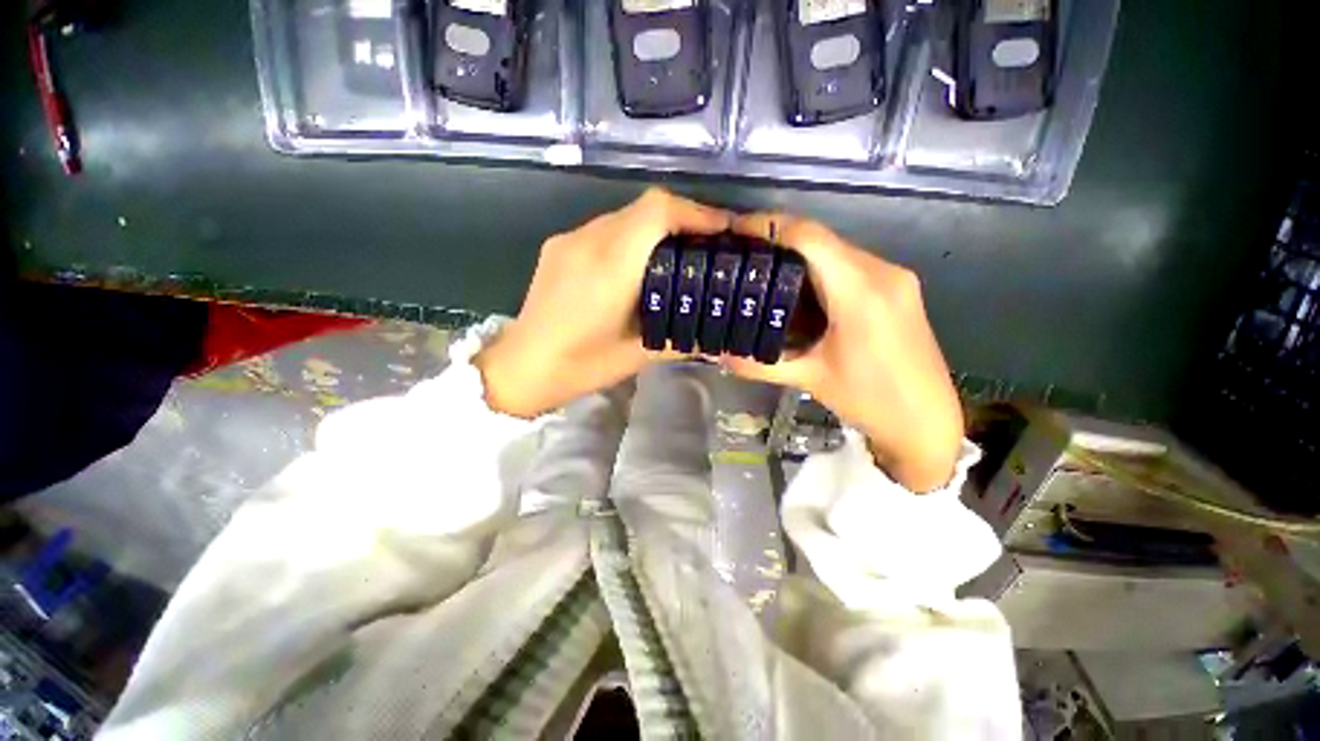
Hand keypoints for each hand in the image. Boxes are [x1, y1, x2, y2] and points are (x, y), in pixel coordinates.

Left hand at [475, 189, 729, 417]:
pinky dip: (631, 236)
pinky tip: (637, 263)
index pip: (657, 211)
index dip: (696, 212)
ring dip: (656, 227)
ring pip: (625, 215)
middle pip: (645, 207)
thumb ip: (682, 336)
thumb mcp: (640, 354)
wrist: (522, 366)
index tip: (724, 228)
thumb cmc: (582, 365)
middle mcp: (588, 241)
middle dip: (683, 218)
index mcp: (610, 267)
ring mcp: (569, 239)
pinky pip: (605, 228)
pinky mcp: (559, 245)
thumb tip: (716, 331)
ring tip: (677, 253)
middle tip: (708, 243)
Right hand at [724, 214, 963, 492]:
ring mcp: (894, 277)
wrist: (927, 423)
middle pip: (821, 239)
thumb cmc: (870, 401)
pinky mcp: (897, 288)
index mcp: (860, 292)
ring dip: (797, 256)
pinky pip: (849, 265)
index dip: (768, 226)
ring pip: (835, 250)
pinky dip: (818, 270)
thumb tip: (717, 354)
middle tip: (739, 256)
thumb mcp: (809, 379)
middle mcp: (881, 272)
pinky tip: (796, 292)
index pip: (808, 237)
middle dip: (777, 241)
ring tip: (760, 272)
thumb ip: (759, 363)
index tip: (734, 230)